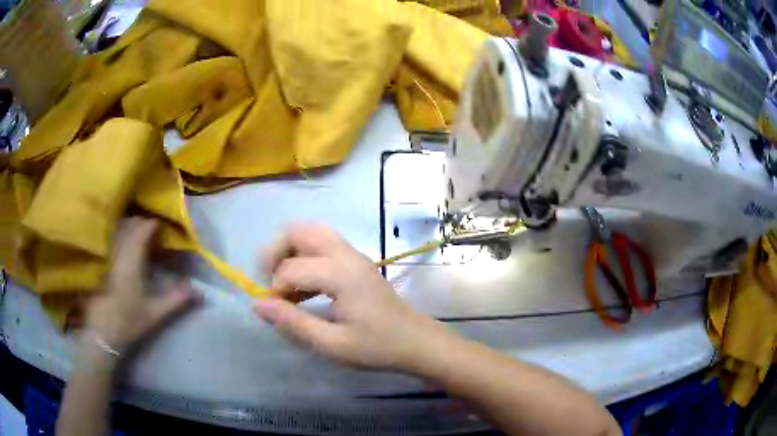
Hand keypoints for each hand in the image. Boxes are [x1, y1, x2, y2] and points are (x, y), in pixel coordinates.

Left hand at [84, 218, 198, 354]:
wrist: (102, 333)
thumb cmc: (128, 321)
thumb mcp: (155, 313)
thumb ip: (176, 299)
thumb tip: (199, 291)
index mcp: (131, 260)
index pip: (142, 230)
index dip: (153, 224)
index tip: (163, 225)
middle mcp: (117, 252)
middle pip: (130, 225)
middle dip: (143, 224)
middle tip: (154, 233)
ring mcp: (107, 256)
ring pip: (119, 231)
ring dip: (131, 229)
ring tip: (141, 238)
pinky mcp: (101, 262)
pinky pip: (112, 240)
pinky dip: (121, 238)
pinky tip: (125, 249)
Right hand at [254, 224, 447, 369]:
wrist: (415, 341)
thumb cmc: (377, 346)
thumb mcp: (332, 344)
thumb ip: (293, 323)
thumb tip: (258, 305)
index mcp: (341, 275)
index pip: (291, 269)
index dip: (274, 289)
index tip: (274, 311)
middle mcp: (346, 256)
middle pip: (300, 231)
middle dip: (276, 252)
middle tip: (268, 281)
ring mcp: (353, 255)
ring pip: (312, 232)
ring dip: (290, 251)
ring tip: (281, 282)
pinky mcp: (356, 262)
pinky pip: (323, 244)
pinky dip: (304, 256)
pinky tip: (302, 287)